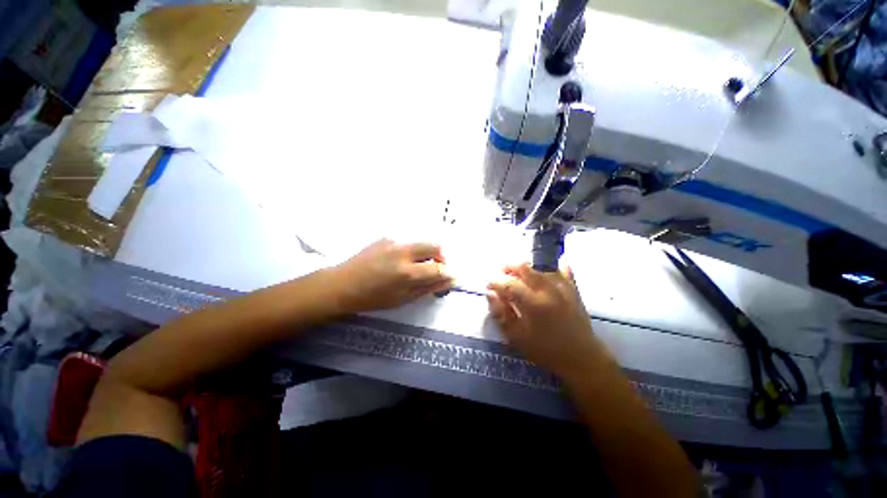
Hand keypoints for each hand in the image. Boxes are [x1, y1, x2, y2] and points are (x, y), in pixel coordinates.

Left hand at [330, 239, 452, 312]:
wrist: (341, 284)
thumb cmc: (372, 298)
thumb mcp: (402, 299)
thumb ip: (427, 288)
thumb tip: (448, 281)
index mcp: (406, 273)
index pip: (438, 269)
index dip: (448, 273)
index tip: (451, 277)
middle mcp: (403, 252)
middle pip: (435, 245)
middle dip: (441, 257)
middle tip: (435, 268)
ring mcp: (394, 242)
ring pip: (421, 243)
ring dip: (425, 254)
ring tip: (414, 266)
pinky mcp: (386, 237)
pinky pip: (407, 242)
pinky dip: (411, 251)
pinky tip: (398, 261)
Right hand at [487, 263, 603, 377]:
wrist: (582, 358)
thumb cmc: (545, 350)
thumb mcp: (517, 337)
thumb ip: (501, 314)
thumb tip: (491, 294)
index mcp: (533, 303)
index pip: (508, 284)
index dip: (495, 281)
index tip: (488, 284)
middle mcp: (548, 290)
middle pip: (524, 267)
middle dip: (508, 268)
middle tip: (501, 276)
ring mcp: (563, 286)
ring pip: (540, 265)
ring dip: (526, 267)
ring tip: (518, 275)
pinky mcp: (573, 288)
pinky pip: (562, 269)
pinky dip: (550, 268)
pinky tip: (543, 274)